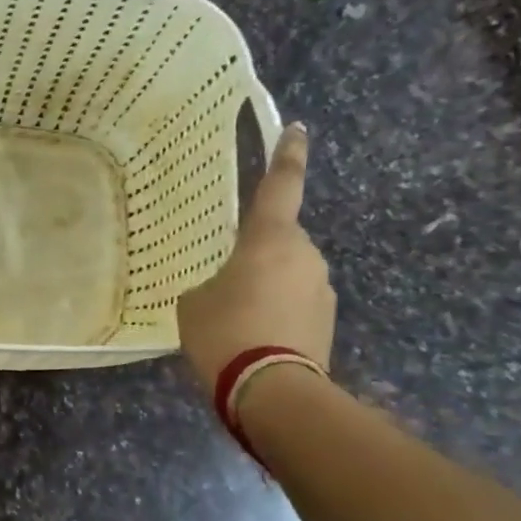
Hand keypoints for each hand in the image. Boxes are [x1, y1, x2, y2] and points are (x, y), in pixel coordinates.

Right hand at [176, 123, 334, 395]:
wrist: (272, 390)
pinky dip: (276, 313)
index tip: (296, 129)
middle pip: (279, 241)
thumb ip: (208, 285)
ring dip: (267, 287)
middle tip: (225, 282)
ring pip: (289, 275)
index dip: (287, 155)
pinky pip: (295, 305)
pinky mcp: (327, 321)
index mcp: (270, 239)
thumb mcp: (193, 304)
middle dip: (257, 255)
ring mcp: (322, 289)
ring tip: (236, 320)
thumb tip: (222, 290)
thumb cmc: (225, 333)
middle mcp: (305, 255)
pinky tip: (253, 338)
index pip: (281, 185)